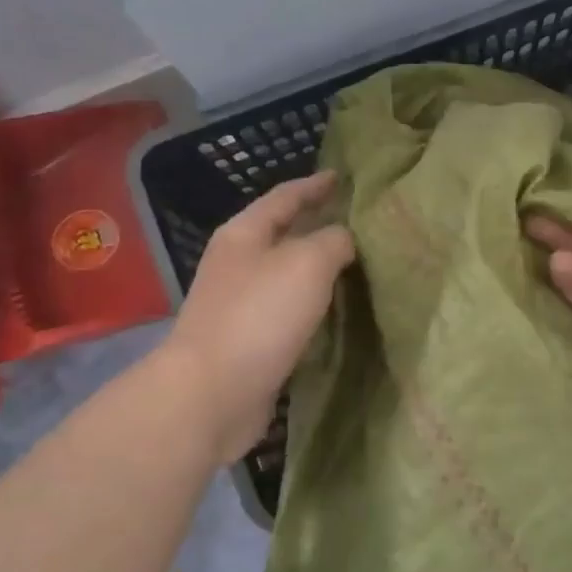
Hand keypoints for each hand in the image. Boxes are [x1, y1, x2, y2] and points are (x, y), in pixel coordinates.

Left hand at [166, 171, 354, 464]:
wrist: (212, 393)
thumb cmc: (259, 315)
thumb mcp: (307, 263)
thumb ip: (333, 241)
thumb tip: (343, 239)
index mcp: (244, 234)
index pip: (285, 197)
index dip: (314, 186)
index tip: (341, 178)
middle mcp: (238, 264)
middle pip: (284, 235)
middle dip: (318, 226)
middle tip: (358, 223)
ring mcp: (240, 304)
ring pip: (288, 276)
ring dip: (318, 270)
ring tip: (356, 266)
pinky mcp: (249, 341)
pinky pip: (288, 312)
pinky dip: (313, 306)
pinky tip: (337, 311)